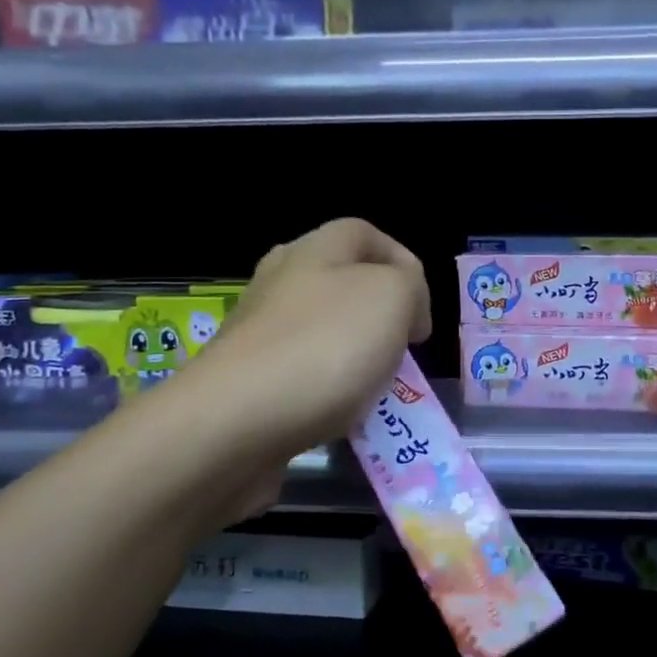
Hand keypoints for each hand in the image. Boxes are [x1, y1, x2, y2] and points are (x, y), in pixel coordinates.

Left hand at [197, 217, 430, 463]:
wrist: (235, 422)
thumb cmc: (325, 347)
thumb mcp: (392, 297)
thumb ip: (409, 286)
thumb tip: (400, 306)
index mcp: (314, 249)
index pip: (366, 234)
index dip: (404, 265)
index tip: (421, 317)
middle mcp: (279, 281)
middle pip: (342, 283)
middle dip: (378, 313)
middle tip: (400, 348)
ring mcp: (257, 331)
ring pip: (321, 330)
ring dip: (353, 354)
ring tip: (373, 388)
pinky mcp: (245, 379)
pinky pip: (299, 374)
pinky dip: (325, 390)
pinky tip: (336, 415)